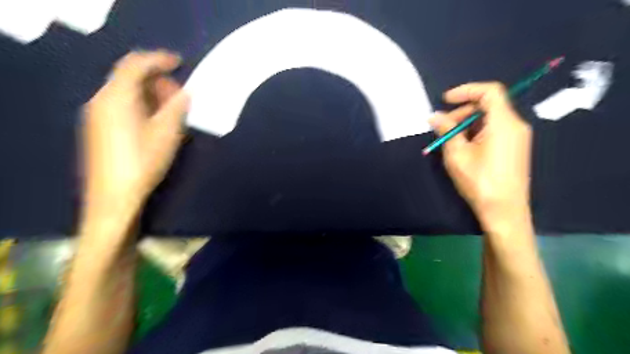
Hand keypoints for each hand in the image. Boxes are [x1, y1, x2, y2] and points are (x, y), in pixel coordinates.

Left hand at [82, 50, 188, 217]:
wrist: (114, 196)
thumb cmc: (143, 162)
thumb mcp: (166, 134)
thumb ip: (176, 108)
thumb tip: (185, 93)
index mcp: (117, 97)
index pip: (135, 64)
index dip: (159, 59)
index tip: (181, 63)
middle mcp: (102, 100)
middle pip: (130, 77)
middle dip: (158, 80)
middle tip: (181, 95)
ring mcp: (98, 115)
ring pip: (127, 92)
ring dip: (152, 94)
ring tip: (173, 110)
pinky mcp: (100, 128)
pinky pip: (122, 105)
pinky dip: (142, 105)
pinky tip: (157, 121)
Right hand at [428, 82, 530, 228]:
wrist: (504, 212)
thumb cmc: (480, 182)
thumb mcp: (457, 154)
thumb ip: (447, 130)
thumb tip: (435, 116)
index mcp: (504, 123)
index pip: (490, 91)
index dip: (466, 90)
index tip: (445, 100)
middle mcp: (515, 125)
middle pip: (488, 105)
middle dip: (462, 111)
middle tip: (442, 126)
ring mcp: (516, 138)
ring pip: (490, 119)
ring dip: (467, 123)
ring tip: (448, 140)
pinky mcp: (513, 149)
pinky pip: (493, 130)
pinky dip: (475, 132)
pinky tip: (462, 147)